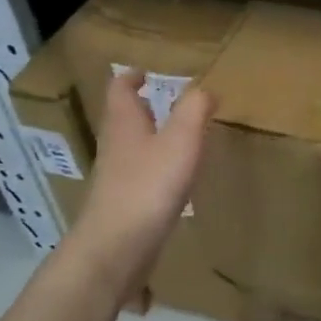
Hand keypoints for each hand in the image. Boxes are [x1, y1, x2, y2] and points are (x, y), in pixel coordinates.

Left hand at [66, 72, 211, 298]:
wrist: (116, 249)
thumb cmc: (148, 186)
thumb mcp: (181, 140)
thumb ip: (194, 110)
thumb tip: (204, 89)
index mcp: (124, 123)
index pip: (120, 89)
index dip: (132, 76)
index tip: (146, 71)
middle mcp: (115, 145)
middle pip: (124, 117)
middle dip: (143, 106)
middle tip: (168, 100)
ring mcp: (117, 177)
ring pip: (132, 146)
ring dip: (150, 136)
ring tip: (178, 135)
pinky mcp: (124, 204)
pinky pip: (140, 174)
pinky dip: (156, 166)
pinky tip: (176, 177)